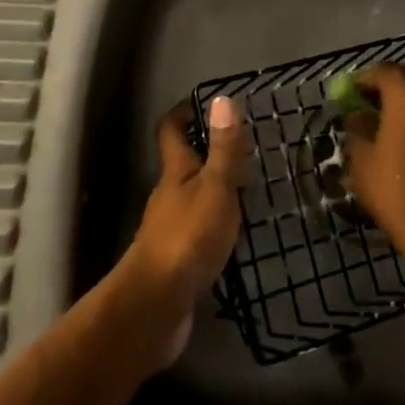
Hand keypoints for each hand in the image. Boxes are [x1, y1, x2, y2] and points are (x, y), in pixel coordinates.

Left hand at [116, 95, 250, 365]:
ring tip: (248, 188)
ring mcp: (170, 228)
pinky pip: (198, 230)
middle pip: (183, 164)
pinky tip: (236, 233)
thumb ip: (223, 148)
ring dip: (214, 190)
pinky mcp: (177, 259)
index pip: (172, 130)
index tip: (205, 103)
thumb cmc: (188, 236)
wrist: (157, 305)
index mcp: (176, 171)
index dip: (184, 112)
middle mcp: (168, 195)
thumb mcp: (215, 187)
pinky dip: (215, 224)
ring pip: (192, 197)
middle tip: (243, 147)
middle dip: (207, 152)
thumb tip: (221, 99)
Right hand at [345, 63, 404, 254]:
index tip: (350, 92)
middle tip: (370, 99)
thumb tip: (358, 116)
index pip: (383, 71)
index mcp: (404, 93)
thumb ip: (357, 128)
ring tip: (386, 119)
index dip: (364, 78)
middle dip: (390, 80)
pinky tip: (404, 134)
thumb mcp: (361, 156)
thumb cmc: (391, 184)